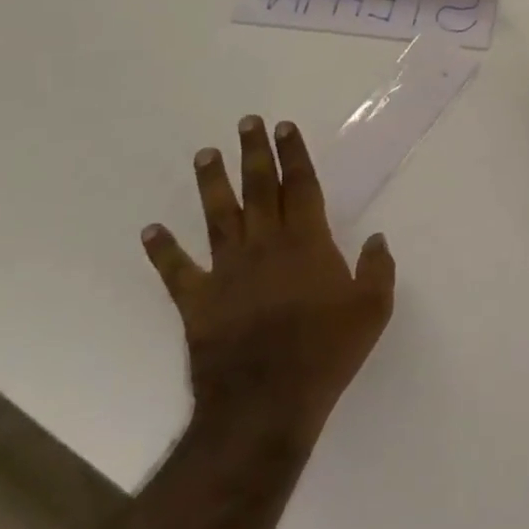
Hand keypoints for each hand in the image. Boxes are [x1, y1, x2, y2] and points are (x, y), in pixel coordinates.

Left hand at [143, 116, 394, 450]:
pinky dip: (162, 250)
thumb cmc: (326, 353)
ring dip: (212, 184)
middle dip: (255, 153)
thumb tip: (377, 239)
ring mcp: (227, 272)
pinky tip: (151, 230)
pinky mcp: (198, 302)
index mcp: (307, 243)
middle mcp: (266, 246)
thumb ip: (377, 269)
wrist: (265, 405)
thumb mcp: (372, 310)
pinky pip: (177, 271)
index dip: (294, 154)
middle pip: (259, 189)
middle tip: (247, 122)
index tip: (285, 127)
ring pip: (219, 217)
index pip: (300, 186)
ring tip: (205, 155)